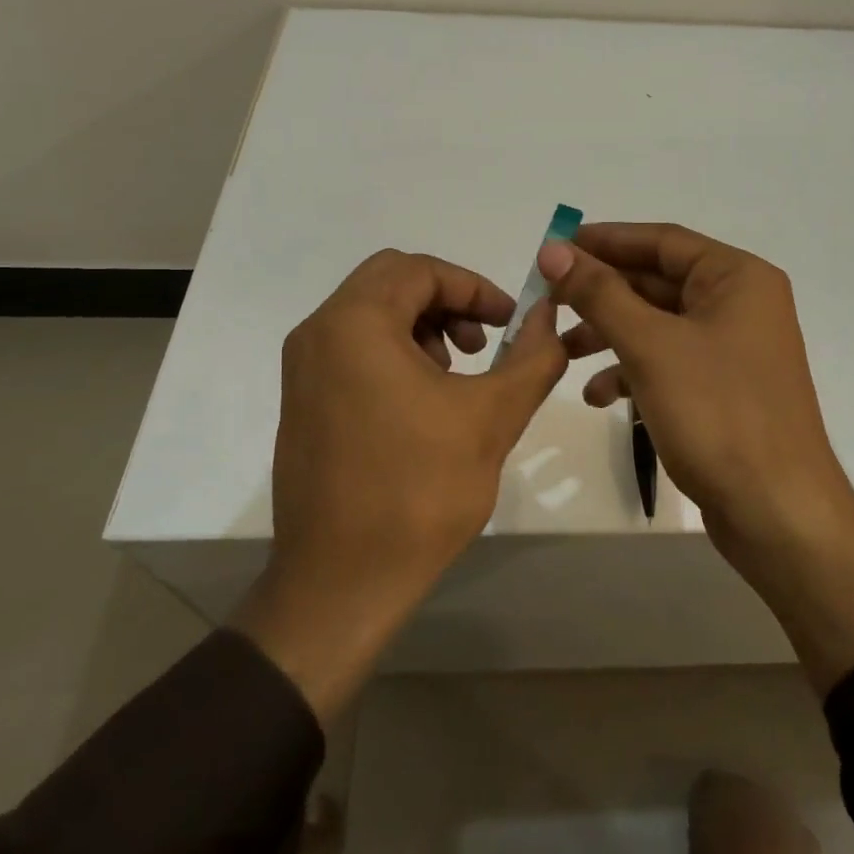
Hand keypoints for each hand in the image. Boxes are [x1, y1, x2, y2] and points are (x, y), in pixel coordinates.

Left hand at [233, 250, 565, 719]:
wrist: (341, 584)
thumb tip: (551, 314)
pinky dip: (395, 352)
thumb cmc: (419, 491)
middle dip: (448, 302)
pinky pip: (353, 349)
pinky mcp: (302, 402)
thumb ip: (533, 356)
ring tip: (458, 373)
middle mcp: (318, 334)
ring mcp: (303, 370)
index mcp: (355, 324)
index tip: (511, 321)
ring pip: (371, 314)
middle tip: (485, 341)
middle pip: (392, 282)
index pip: (420, 270)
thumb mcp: (493, 417)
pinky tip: (425, 402)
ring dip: (423, 326)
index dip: (474, 287)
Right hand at [537, 223, 852, 559]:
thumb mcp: (651, 346)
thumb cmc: (717, 414)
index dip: (604, 240)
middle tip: (546, 298)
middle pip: (658, 281)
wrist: (777, 513)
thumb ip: (600, 293)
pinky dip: (632, 371)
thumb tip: (554, 249)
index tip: (553, 246)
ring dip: (609, 334)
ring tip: (561, 349)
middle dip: (602, 292)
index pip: (662, 240)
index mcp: (738, 278)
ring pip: (659, 325)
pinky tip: (597, 394)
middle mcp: (740, 304)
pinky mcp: (722, 389)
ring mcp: (733, 349)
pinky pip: (669, 362)